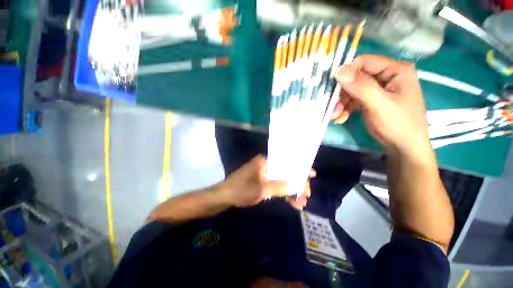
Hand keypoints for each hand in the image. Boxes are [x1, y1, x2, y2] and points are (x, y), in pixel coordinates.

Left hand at [217, 155, 310, 208]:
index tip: (311, 175)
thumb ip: (280, 187)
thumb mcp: (262, 189)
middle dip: (296, 184)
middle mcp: (265, 165)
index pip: (286, 163)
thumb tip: (296, 185)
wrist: (223, 196)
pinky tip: (290, 202)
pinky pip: (275, 185)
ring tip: (301, 203)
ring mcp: (263, 173)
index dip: (299, 169)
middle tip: (306, 195)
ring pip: (281, 180)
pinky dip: (282, 193)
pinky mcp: (260, 181)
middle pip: (285, 172)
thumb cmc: (241, 190)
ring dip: (290, 191)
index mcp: (265, 161)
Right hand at [331, 54, 431, 158]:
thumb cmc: (397, 125)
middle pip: (356, 78)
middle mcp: (387, 76)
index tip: (333, 90)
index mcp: (395, 70)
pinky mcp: (373, 99)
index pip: (364, 62)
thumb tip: (339, 70)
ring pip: (353, 90)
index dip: (346, 74)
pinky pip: (355, 99)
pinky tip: (341, 118)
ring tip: (335, 117)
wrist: (403, 148)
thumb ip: (361, 86)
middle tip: (333, 109)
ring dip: (342, 104)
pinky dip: (346, 109)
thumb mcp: (378, 104)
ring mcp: (380, 88)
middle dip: (342, 94)